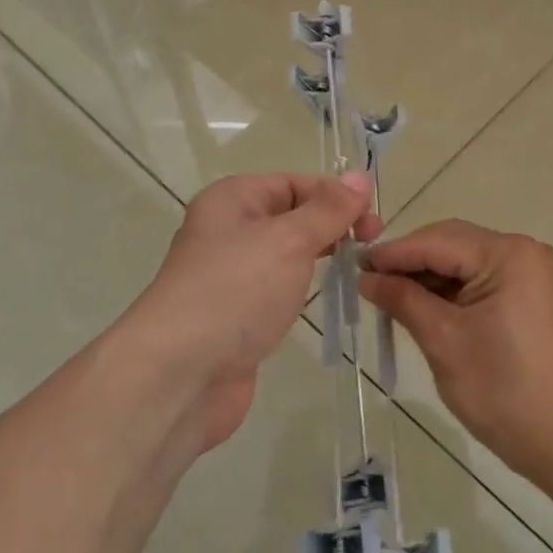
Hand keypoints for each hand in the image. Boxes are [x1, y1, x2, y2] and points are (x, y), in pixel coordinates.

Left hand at [118, 172, 373, 452]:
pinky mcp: (237, 313)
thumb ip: (328, 210)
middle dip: (332, 226)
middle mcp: (229, 230)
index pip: (295, 183)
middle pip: (292, 216)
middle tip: (371, 246)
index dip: (335, 196)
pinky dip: (303, 289)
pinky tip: (327, 299)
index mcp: (233, 200)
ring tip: (358, 270)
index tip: (373, 222)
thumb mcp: (289, 240)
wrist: (180, 375)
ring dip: (320, 257)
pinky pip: (278, 288)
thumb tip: (359, 177)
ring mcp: (231, 274)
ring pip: (287, 254)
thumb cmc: (235, 292)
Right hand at [359, 220, 552, 484]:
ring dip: (428, 277)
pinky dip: (450, 291)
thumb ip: (402, 299)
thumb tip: (366, 277)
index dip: (394, 253)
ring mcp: (532, 273)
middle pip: (453, 244)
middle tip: (368, 282)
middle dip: (410, 262)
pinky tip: (421, 305)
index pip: (438, 241)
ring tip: (388, 296)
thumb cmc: (500, 389)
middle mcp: (525, 252)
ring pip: (464, 262)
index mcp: (510, 254)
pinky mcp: (531, 295)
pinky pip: (480, 280)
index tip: (354, 265)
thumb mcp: (443, 339)